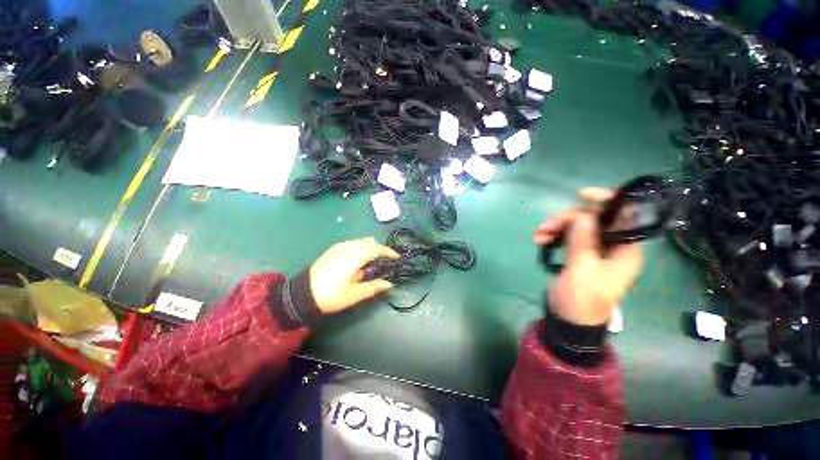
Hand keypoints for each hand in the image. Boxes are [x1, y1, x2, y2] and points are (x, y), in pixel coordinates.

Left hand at [309, 237, 399, 313]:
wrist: (302, 295)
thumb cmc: (331, 296)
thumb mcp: (355, 294)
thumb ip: (374, 287)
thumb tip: (389, 284)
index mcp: (354, 257)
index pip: (376, 249)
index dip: (388, 252)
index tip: (396, 257)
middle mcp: (348, 248)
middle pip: (369, 242)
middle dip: (379, 249)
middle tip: (385, 259)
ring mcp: (339, 247)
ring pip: (360, 241)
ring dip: (370, 247)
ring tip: (374, 259)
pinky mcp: (332, 249)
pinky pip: (352, 243)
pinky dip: (360, 247)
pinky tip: (359, 257)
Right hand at [534, 188, 642, 325]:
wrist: (569, 318)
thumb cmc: (583, 298)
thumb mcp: (583, 269)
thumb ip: (584, 240)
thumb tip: (581, 214)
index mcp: (625, 248)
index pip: (625, 215)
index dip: (608, 200)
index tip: (582, 195)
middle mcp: (612, 245)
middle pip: (594, 218)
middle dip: (570, 218)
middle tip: (548, 225)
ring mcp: (594, 248)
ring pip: (577, 225)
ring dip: (557, 226)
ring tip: (539, 234)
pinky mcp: (578, 253)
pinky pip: (567, 235)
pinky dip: (553, 234)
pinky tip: (540, 239)